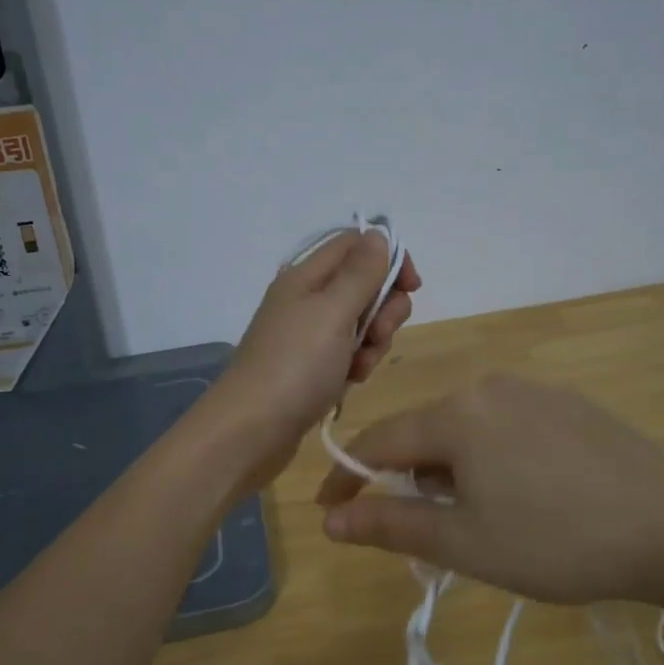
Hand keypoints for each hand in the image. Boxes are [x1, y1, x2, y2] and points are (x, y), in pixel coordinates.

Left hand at [214, 229, 421, 490]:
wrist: (250, 430)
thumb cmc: (295, 365)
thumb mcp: (333, 311)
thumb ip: (360, 272)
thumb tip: (379, 234)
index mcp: (306, 275)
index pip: (356, 244)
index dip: (389, 258)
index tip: (412, 287)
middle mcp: (306, 299)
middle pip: (363, 285)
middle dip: (384, 309)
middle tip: (377, 334)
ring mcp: (307, 335)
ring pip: (361, 322)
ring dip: (373, 341)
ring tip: (359, 367)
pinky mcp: (310, 366)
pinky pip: (348, 353)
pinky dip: (357, 364)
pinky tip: (350, 382)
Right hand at [315, 374, 663, 609]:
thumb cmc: (557, 541)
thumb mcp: (465, 543)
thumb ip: (391, 525)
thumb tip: (331, 522)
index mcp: (456, 414)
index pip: (378, 441)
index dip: (347, 478)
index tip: (329, 514)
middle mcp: (489, 387)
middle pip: (425, 432)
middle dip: (412, 481)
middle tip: (431, 536)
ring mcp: (533, 391)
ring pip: (467, 429)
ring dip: (454, 472)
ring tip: (487, 523)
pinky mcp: (567, 404)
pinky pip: (506, 427)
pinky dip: (492, 459)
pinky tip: (528, 496)